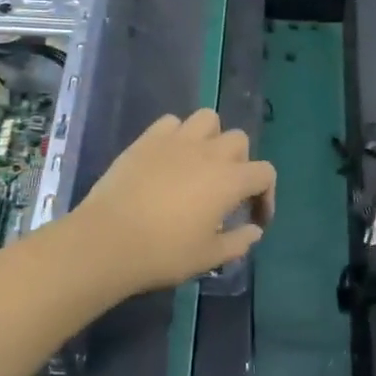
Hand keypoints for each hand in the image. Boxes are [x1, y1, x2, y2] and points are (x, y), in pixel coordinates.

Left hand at [68, 109, 275, 294]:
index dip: (266, 195)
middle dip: (240, 162)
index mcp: (229, 180)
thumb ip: (237, 243)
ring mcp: (176, 140)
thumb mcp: (208, 257)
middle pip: (239, 140)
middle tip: (226, 190)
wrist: (109, 239)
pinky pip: (171, 122)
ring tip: (200, 163)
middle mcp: (208, 152)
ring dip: (211, 137)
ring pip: (207, 119)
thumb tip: (254, 231)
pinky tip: (169, 156)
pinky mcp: (147, 139)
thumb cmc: (164, 253)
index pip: (265, 173)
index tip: (254, 218)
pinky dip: (176, 134)